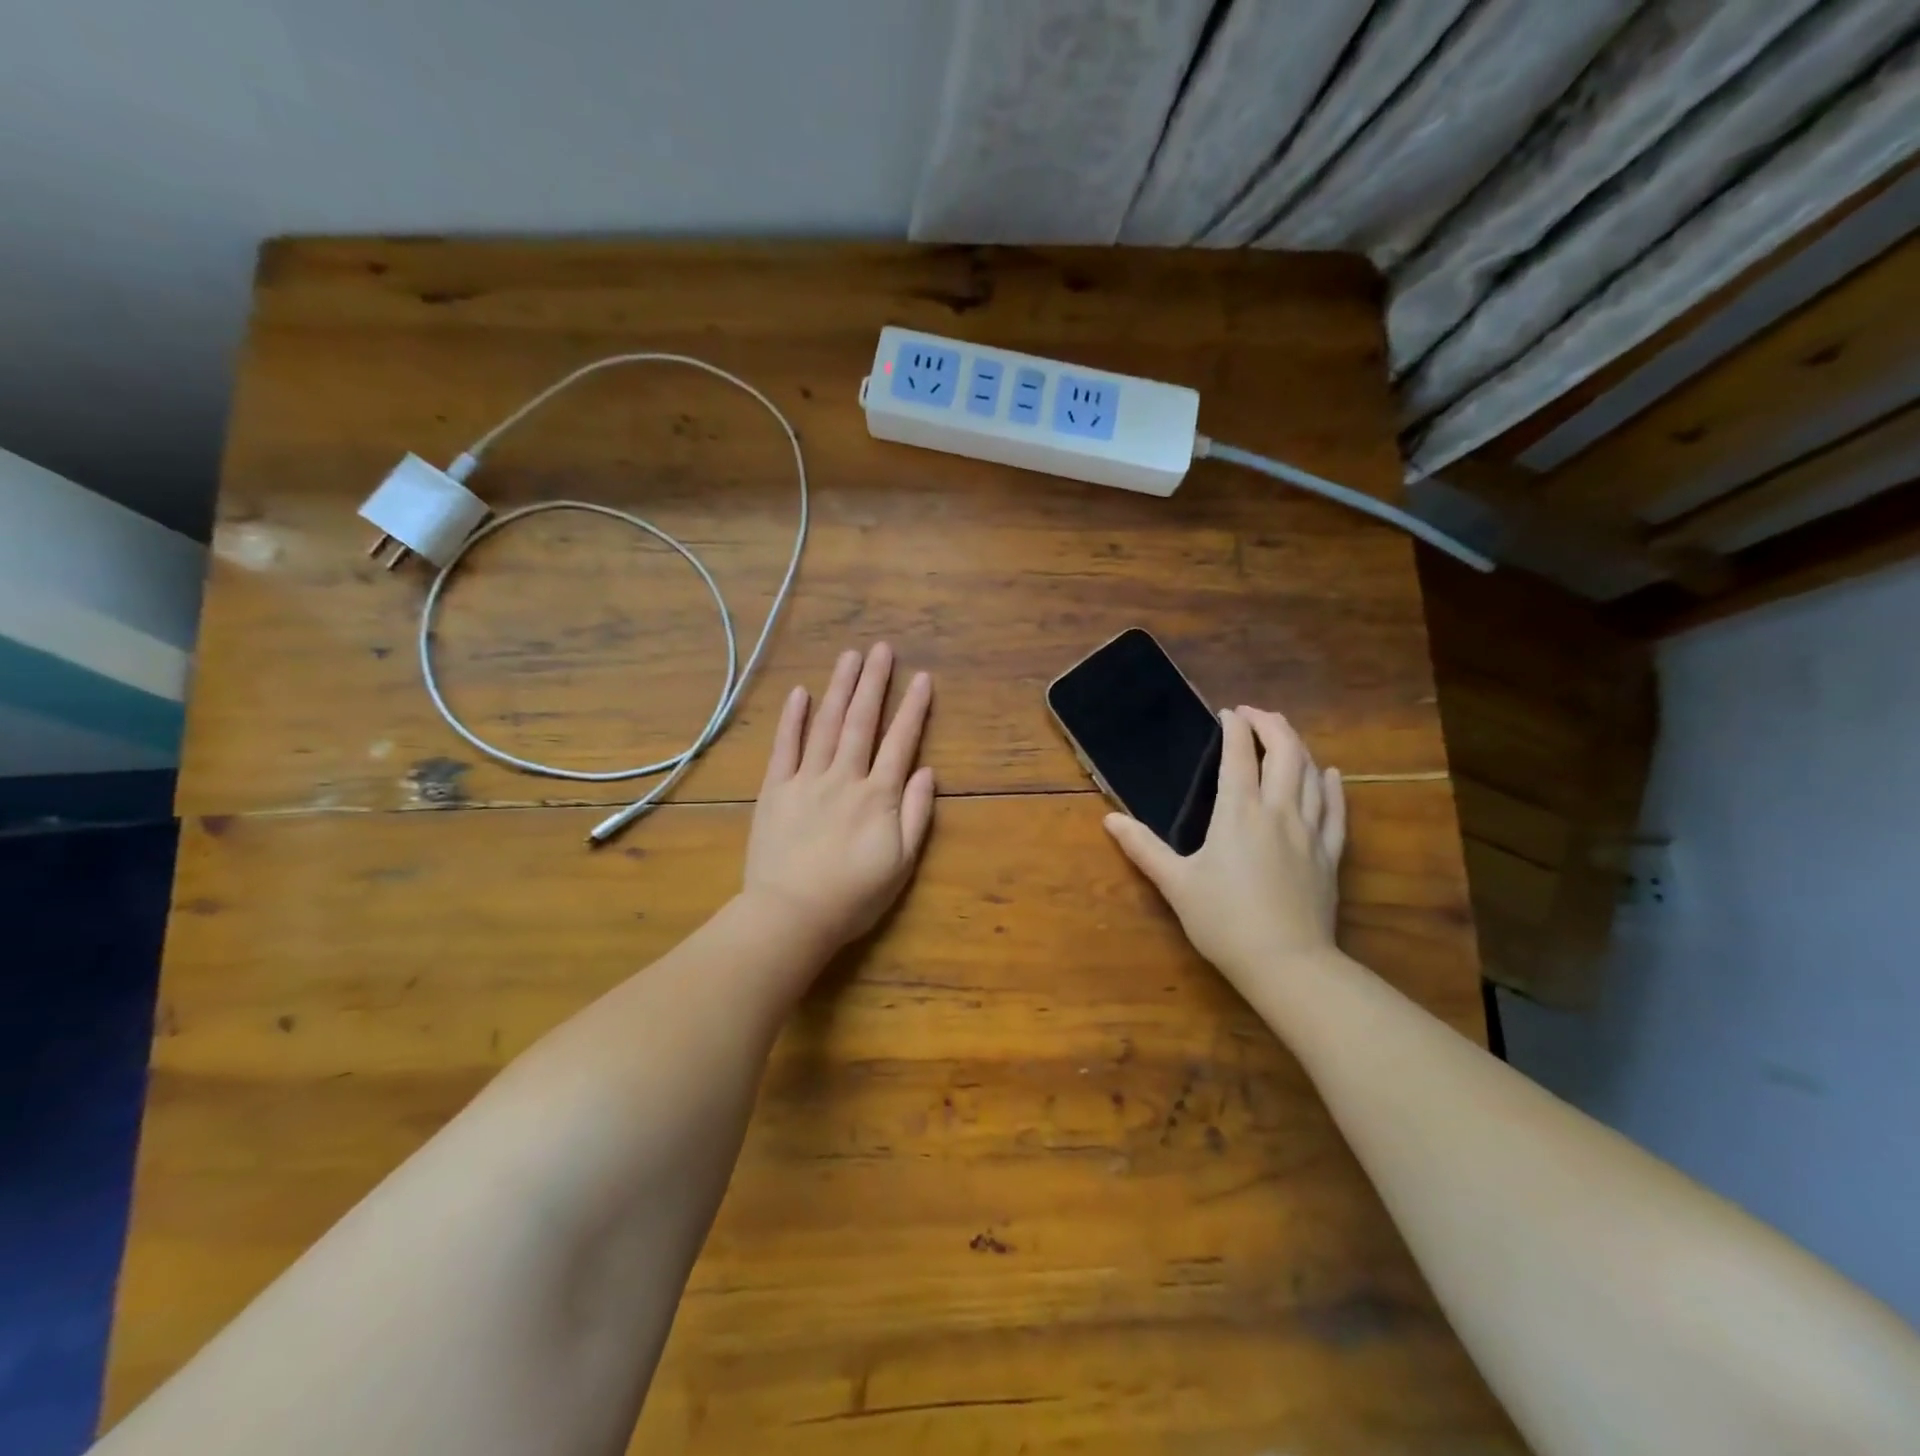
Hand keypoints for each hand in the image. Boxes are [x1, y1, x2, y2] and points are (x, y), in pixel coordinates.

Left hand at [741, 644, 935, 955]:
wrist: (791, 915)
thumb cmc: (853, 895)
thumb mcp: (900, 863)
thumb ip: (916, 815)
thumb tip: (926, 771)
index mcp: (877, 796)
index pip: (900, 742)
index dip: (913, 708)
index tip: (922, 678)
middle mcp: (844, 777)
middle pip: (862, 722)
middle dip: (874, 682)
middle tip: (882, 649)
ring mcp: (806, 780)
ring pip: (826, 725)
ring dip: (840, 688)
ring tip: (850, 657)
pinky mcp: (775, 790)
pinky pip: (785, 747)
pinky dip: (793, 719)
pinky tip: (800, 693)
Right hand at [1105, 708, 1344, 991]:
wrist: (1285, 962)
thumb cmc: (1223, 920)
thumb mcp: (1175, 883)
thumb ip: (1143, 848)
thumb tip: (1109, 820)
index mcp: (1239, 812)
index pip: (1238, 756)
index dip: (1234, 729)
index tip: (1227, 714)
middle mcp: (1278, 811)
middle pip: (1284, 752)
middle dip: (1271, 725)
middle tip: (1255, 715)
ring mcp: (1310, 831)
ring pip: (1311, 774)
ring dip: (1299, 746)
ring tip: (1285, 734)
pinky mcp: (1329, 854)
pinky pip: (1336, 810)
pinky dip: (1331, 786)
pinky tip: (1329, 774)